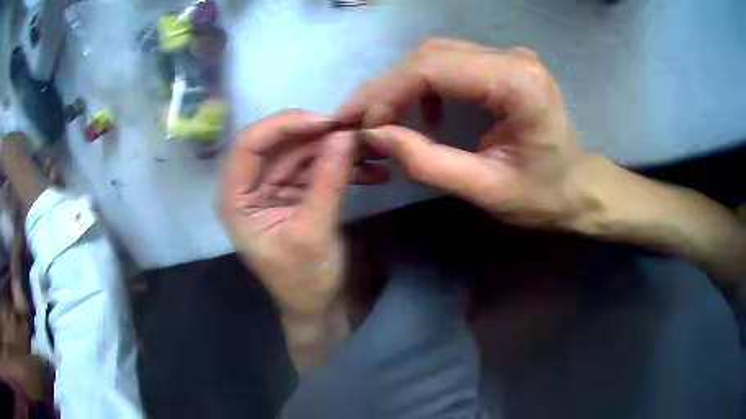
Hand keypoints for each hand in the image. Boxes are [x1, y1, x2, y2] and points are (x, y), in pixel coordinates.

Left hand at [218, 110, 386, 315]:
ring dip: (337, 147)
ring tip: (373, 148)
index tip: (326, 122)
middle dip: (318, 134)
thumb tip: (345, 135)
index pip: (249, 144)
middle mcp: (250, 186)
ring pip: (302, 151)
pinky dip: (343, 165)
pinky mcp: (296, 191)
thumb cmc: (304, 281)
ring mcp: (274, 186)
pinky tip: (373, 169)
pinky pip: (317, 167)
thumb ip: (328, 182)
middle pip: (279, 143)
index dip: (284, 125)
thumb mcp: (314, 234)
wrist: (318, 306)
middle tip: (358, 129)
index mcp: (236, 199)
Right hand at [337, 39, 589, 228]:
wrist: (578, 187)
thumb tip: (376, 136)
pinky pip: (453, 62)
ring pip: (438, 54)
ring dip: (403, 83)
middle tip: (359, 117)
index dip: (390, 92)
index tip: (364, 123)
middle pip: (432, 54)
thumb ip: (429, 163)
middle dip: (388, 86)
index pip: (435, 67)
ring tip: (383, 116)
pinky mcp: (504, 64)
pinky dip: (427, 84)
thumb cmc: (543, 196)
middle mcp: (513, 58)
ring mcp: (510, 57)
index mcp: (518, 84)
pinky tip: (427, 113)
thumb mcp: (486, 190)